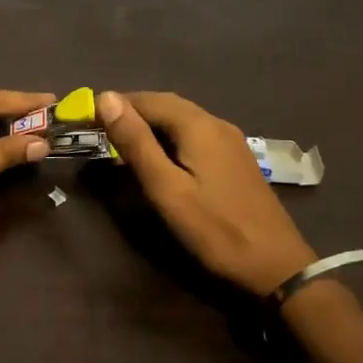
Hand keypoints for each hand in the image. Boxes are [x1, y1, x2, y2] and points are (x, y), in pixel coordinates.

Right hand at [98, 90, 317, 296]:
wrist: (276, 265)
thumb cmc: (215, 229)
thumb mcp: (166, 188)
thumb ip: (136, 142)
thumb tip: (105, 97)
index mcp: (198, 126)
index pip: (148, 99)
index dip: (116, 104)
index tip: (86, 118)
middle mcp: (217, 123)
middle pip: (167, 105)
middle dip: (132, 111)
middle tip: (100, 130)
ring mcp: (231, 141)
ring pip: (182, 119)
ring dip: (150, 124)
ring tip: (122, 143)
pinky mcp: (235, 159)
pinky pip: (195, 134)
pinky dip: (169, 137)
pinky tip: (159, 157)